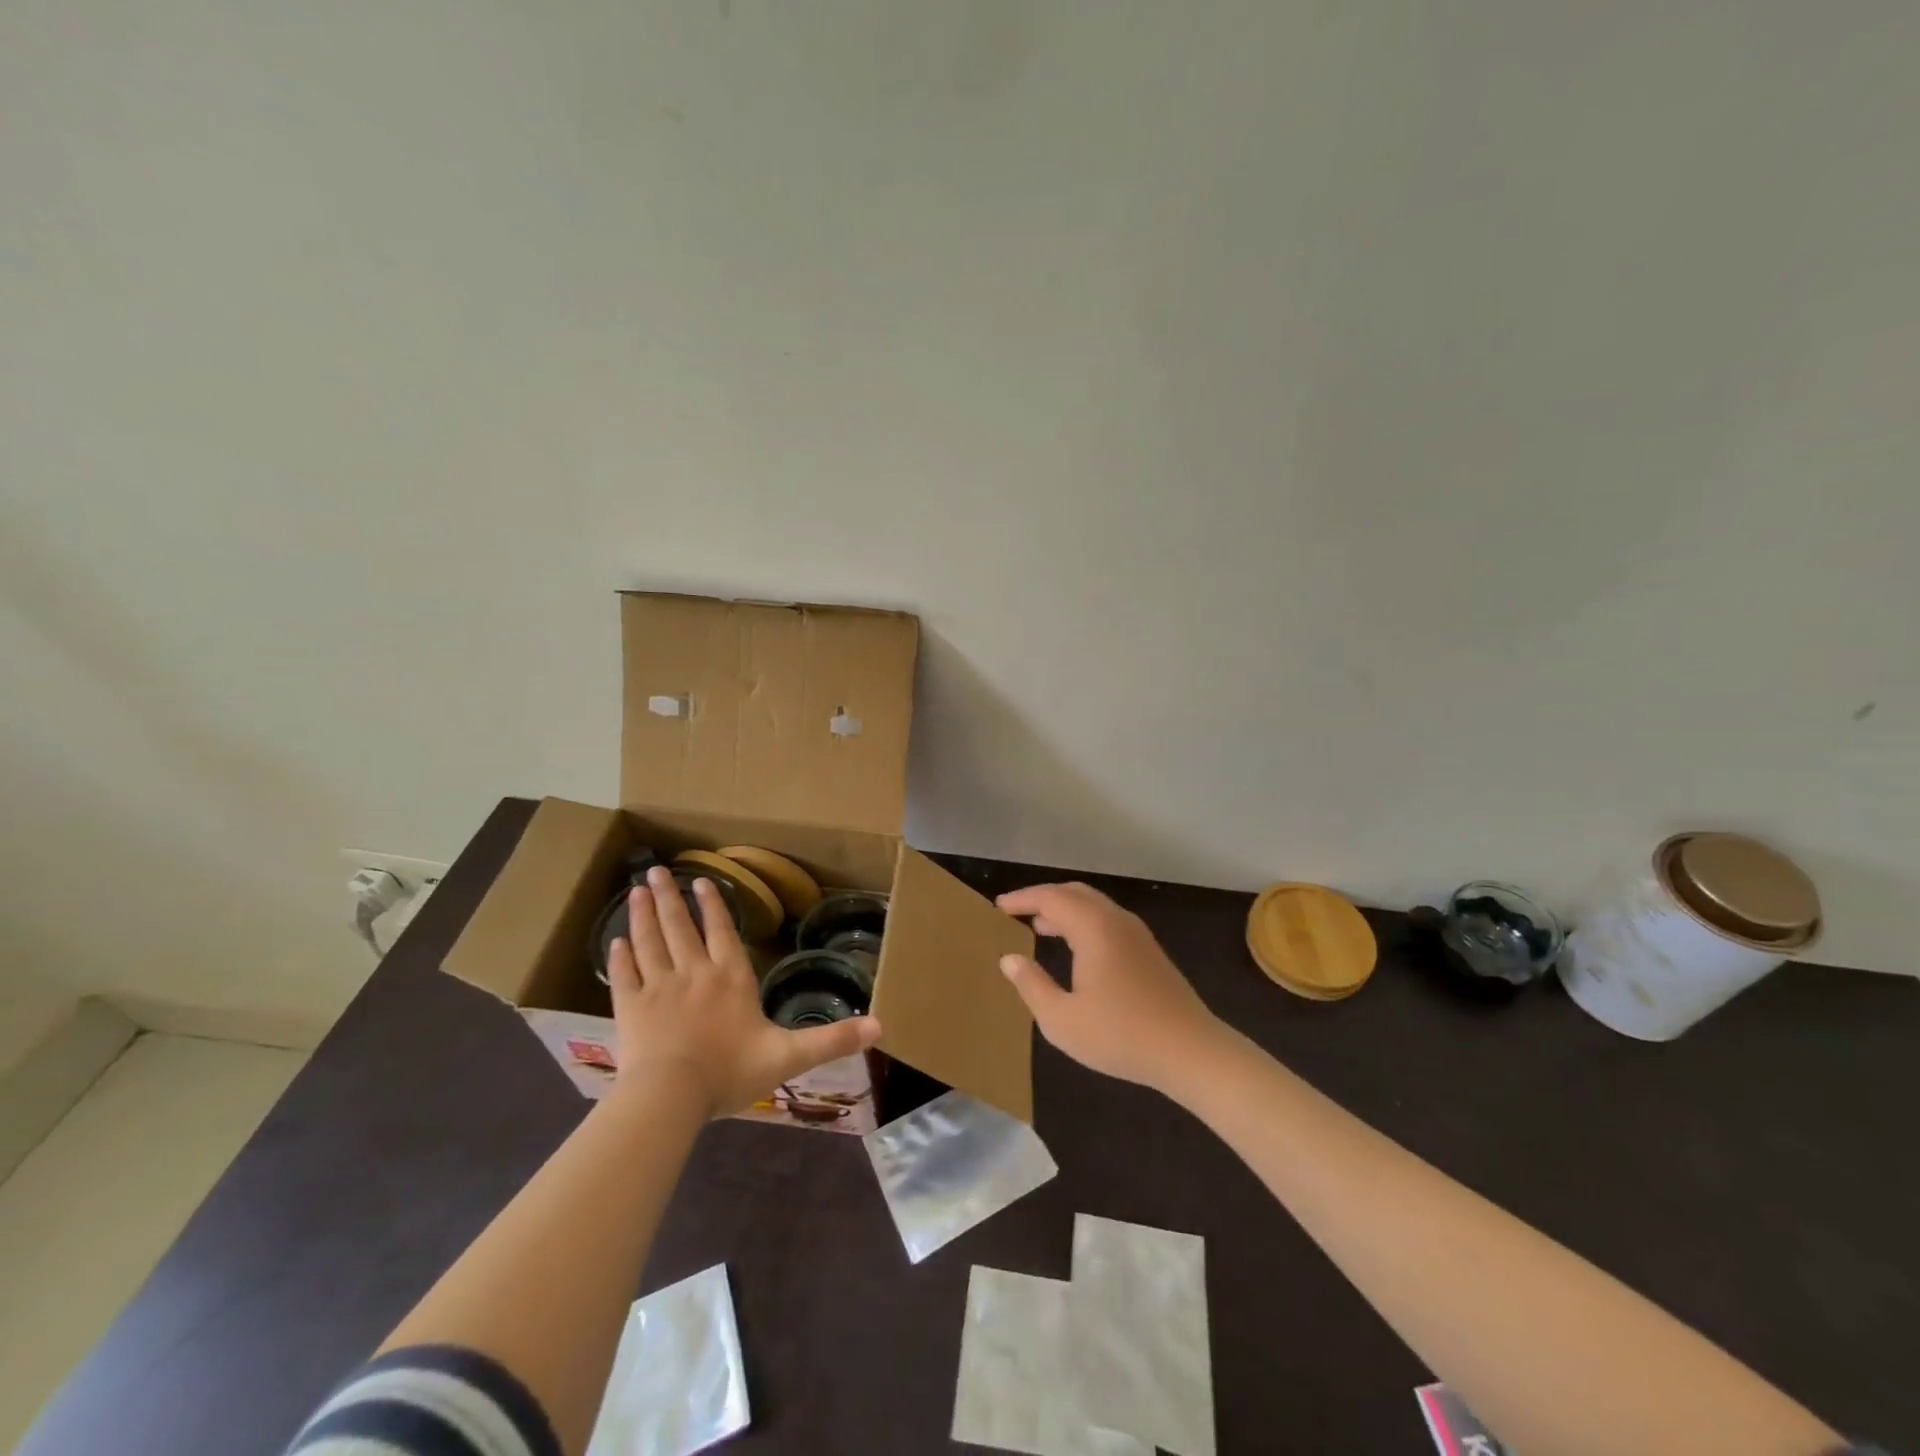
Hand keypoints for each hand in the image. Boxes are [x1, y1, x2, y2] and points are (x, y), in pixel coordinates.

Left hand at [609, 865, 880, 1116]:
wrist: (670, 1096)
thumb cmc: (730, 1072)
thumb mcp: (789, 1056)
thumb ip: (832, 1040)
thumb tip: (881, 1025)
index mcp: (730, 979)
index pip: (721, 933)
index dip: (713, 906)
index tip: (702, 880)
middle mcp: (693, 973)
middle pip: (680, 927)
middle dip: (670, 897)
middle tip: (656, 870)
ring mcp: (658, 988)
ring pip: (650, 941)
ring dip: (643, 914)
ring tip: (636, 890)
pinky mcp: (629, 1008)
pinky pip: (624, 975)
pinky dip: (620, 956)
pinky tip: (615, 941)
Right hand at [996, 882, 1229, 1096]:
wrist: (1190, 1051)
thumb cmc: (1121, 1035)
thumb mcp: (1062, 1019)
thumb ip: (1031, 985)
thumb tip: (1009, 958)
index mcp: (1093, 928)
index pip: (1050, 898)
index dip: (1022, 899)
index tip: (999, 907)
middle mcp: (1115, 920)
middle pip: (1074, 893)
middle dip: (1043, 898)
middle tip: (1016, 912)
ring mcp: (1136, 933)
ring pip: (1093, 905)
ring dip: (1064, 909)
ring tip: (1039, 927)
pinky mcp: (1148, 950)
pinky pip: (1107, 919)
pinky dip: (1083, 921)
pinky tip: (1075, 947)